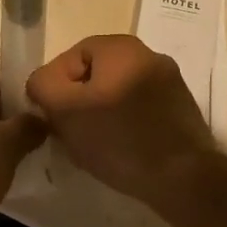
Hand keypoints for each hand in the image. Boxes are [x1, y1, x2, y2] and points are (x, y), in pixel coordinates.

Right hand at [25, 34, 215, 206]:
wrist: (184, 179)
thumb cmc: (118, 138)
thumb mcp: (65, 109)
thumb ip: (43, 86)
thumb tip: (42, 83)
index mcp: (121, 47)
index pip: (71, 57)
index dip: (54, 86)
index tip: (51, 116)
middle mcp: (148, 55)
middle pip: (95, 75)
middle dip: (77, 102)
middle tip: (68, 131)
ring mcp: (169, 83)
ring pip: (117, 93)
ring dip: (100, 115)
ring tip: (93, 145)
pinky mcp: (180, 111)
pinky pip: (139, 110)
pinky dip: (125, 126)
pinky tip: (120, 151)